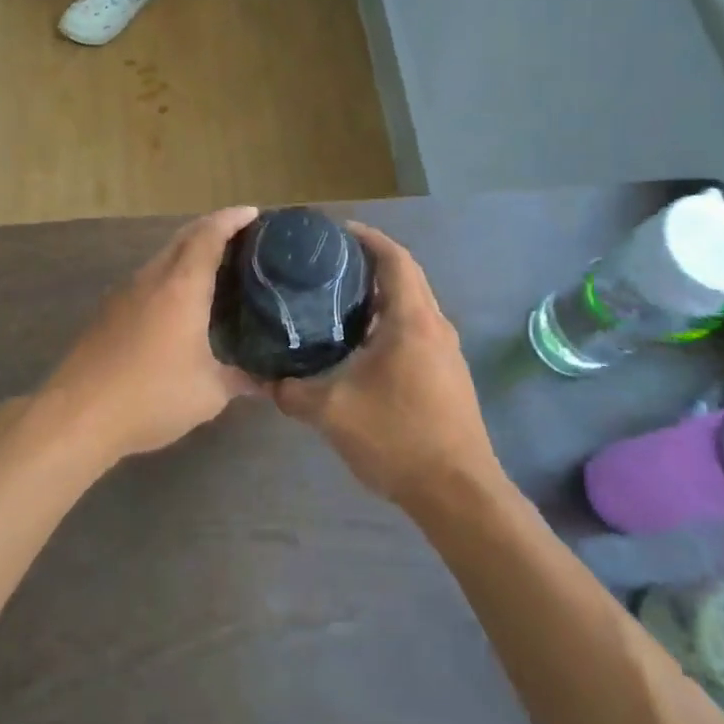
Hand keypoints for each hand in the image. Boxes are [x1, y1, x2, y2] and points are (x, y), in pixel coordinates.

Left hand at [40, 207, 260, 465]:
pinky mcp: (107, 314)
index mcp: (181, 287)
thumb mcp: (208, 393)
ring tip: (215, 270)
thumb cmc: (151, 396)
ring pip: (161, 259)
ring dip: (188, 254)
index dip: (231, 219)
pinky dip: (169, 278)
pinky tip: (179, 305)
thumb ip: (240, 380)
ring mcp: (124, 294)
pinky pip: (146, 281)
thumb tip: (266, 382)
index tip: (253, 213)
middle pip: (183, 238)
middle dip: (211, 229)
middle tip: (241, 238)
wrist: (77, 415)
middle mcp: (151, 279)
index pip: (208, 236)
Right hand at [270, 225, 503, 508]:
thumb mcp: (332, 412)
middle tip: (327, 265)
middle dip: (370, 264)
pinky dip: (390, 322)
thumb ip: (292, 391)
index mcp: (412, 320)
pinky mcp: (448, 375)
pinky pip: (417, 331)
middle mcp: (435, 326)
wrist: (457, 491)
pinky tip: (361, 346)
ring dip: (381, 296)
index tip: (336, 232)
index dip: (367, 238)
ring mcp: (446, 352)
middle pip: (406, 277)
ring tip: (337, 300)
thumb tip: (265, 380)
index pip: (394, 259)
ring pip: (412, 306)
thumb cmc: (398, 437)